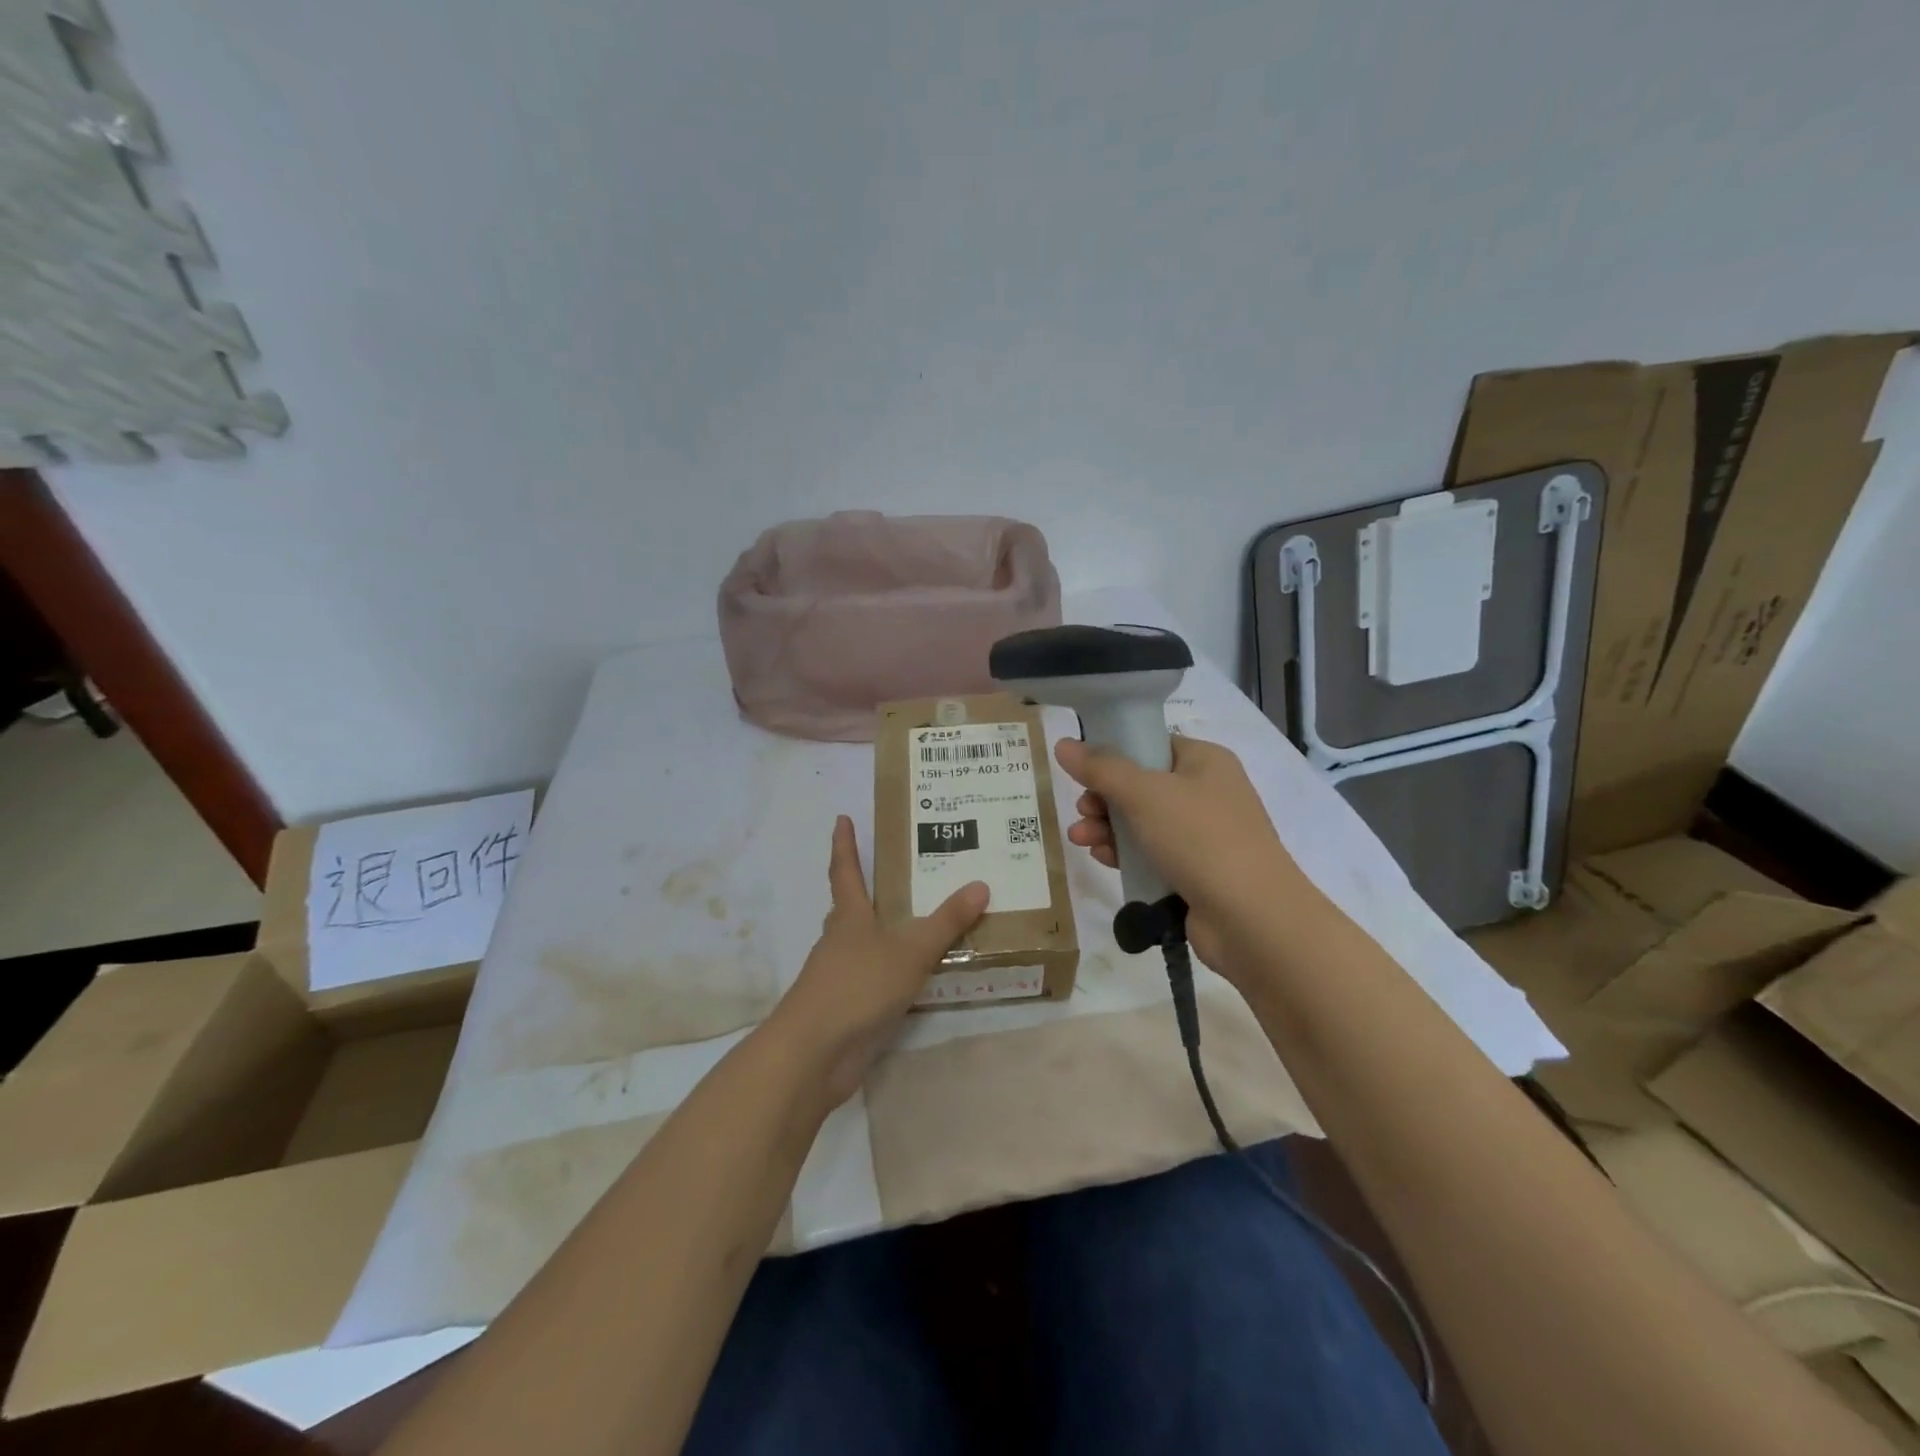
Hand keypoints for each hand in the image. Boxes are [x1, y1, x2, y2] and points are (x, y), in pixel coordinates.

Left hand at [767, 815, 988, 1105]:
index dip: (845, 844)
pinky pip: (873, 980)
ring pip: (862, 945)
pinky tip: (912, 977)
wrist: (813, 1053)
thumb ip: (946, 922)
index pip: (846, 871)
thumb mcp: (910, 951)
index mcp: (849, 917)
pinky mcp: (846, 1009)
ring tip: (917, 923)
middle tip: (897, 873)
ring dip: (883, 933)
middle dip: (866, 889)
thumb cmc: (857, 987)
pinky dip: (891, 972)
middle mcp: (840, 941)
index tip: (842, 819)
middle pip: (850, 907)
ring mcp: (840, 976)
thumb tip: (980, 884)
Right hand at [1054, 735, 1315, 978]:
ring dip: (1108, 828)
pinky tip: (1102, 859)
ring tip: (1080, 839)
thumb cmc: (1200, 839)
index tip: (1083, 771)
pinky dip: (1126, 853)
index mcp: (1205, 761)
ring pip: (1143, 822)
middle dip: (1104, 798)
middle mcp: (1208, 792)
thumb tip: (1063, 743)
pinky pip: (1152, 853)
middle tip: (1082, 811)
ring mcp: (1205, 835)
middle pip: (1142, 785)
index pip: (1152, 745)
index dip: (1114, 755)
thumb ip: (1100, 768)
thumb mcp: (1144, 794)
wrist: (1252, 918)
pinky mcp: (1197, 871)